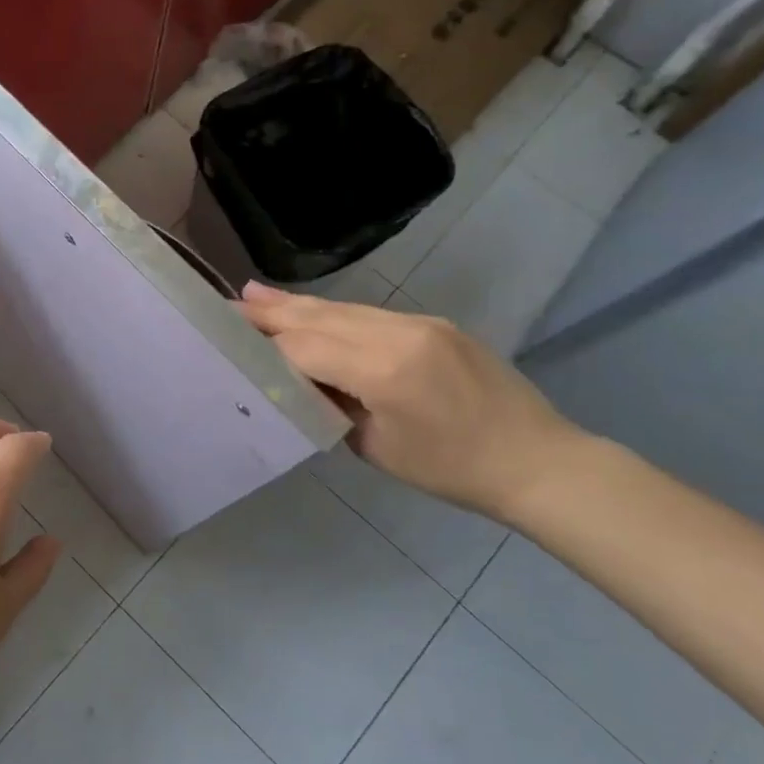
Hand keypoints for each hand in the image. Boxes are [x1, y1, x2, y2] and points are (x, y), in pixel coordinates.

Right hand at [239, 283, 587, 521]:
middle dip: (271, 311)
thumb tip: (300, 378)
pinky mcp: (432, 324)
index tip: (226, 337)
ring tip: (254, 294)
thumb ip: (332, 404)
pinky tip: (309, 309)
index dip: (264, 345)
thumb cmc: (452, 470)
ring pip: (341, 308)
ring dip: (296, 304)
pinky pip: (368, 314)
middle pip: (318, 316)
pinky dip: (331, 312)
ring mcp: (418, 323)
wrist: (537, 461)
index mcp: (383, 370)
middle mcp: (398, 333)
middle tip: (229, 304)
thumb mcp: (376, 447)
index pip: (305, 348)